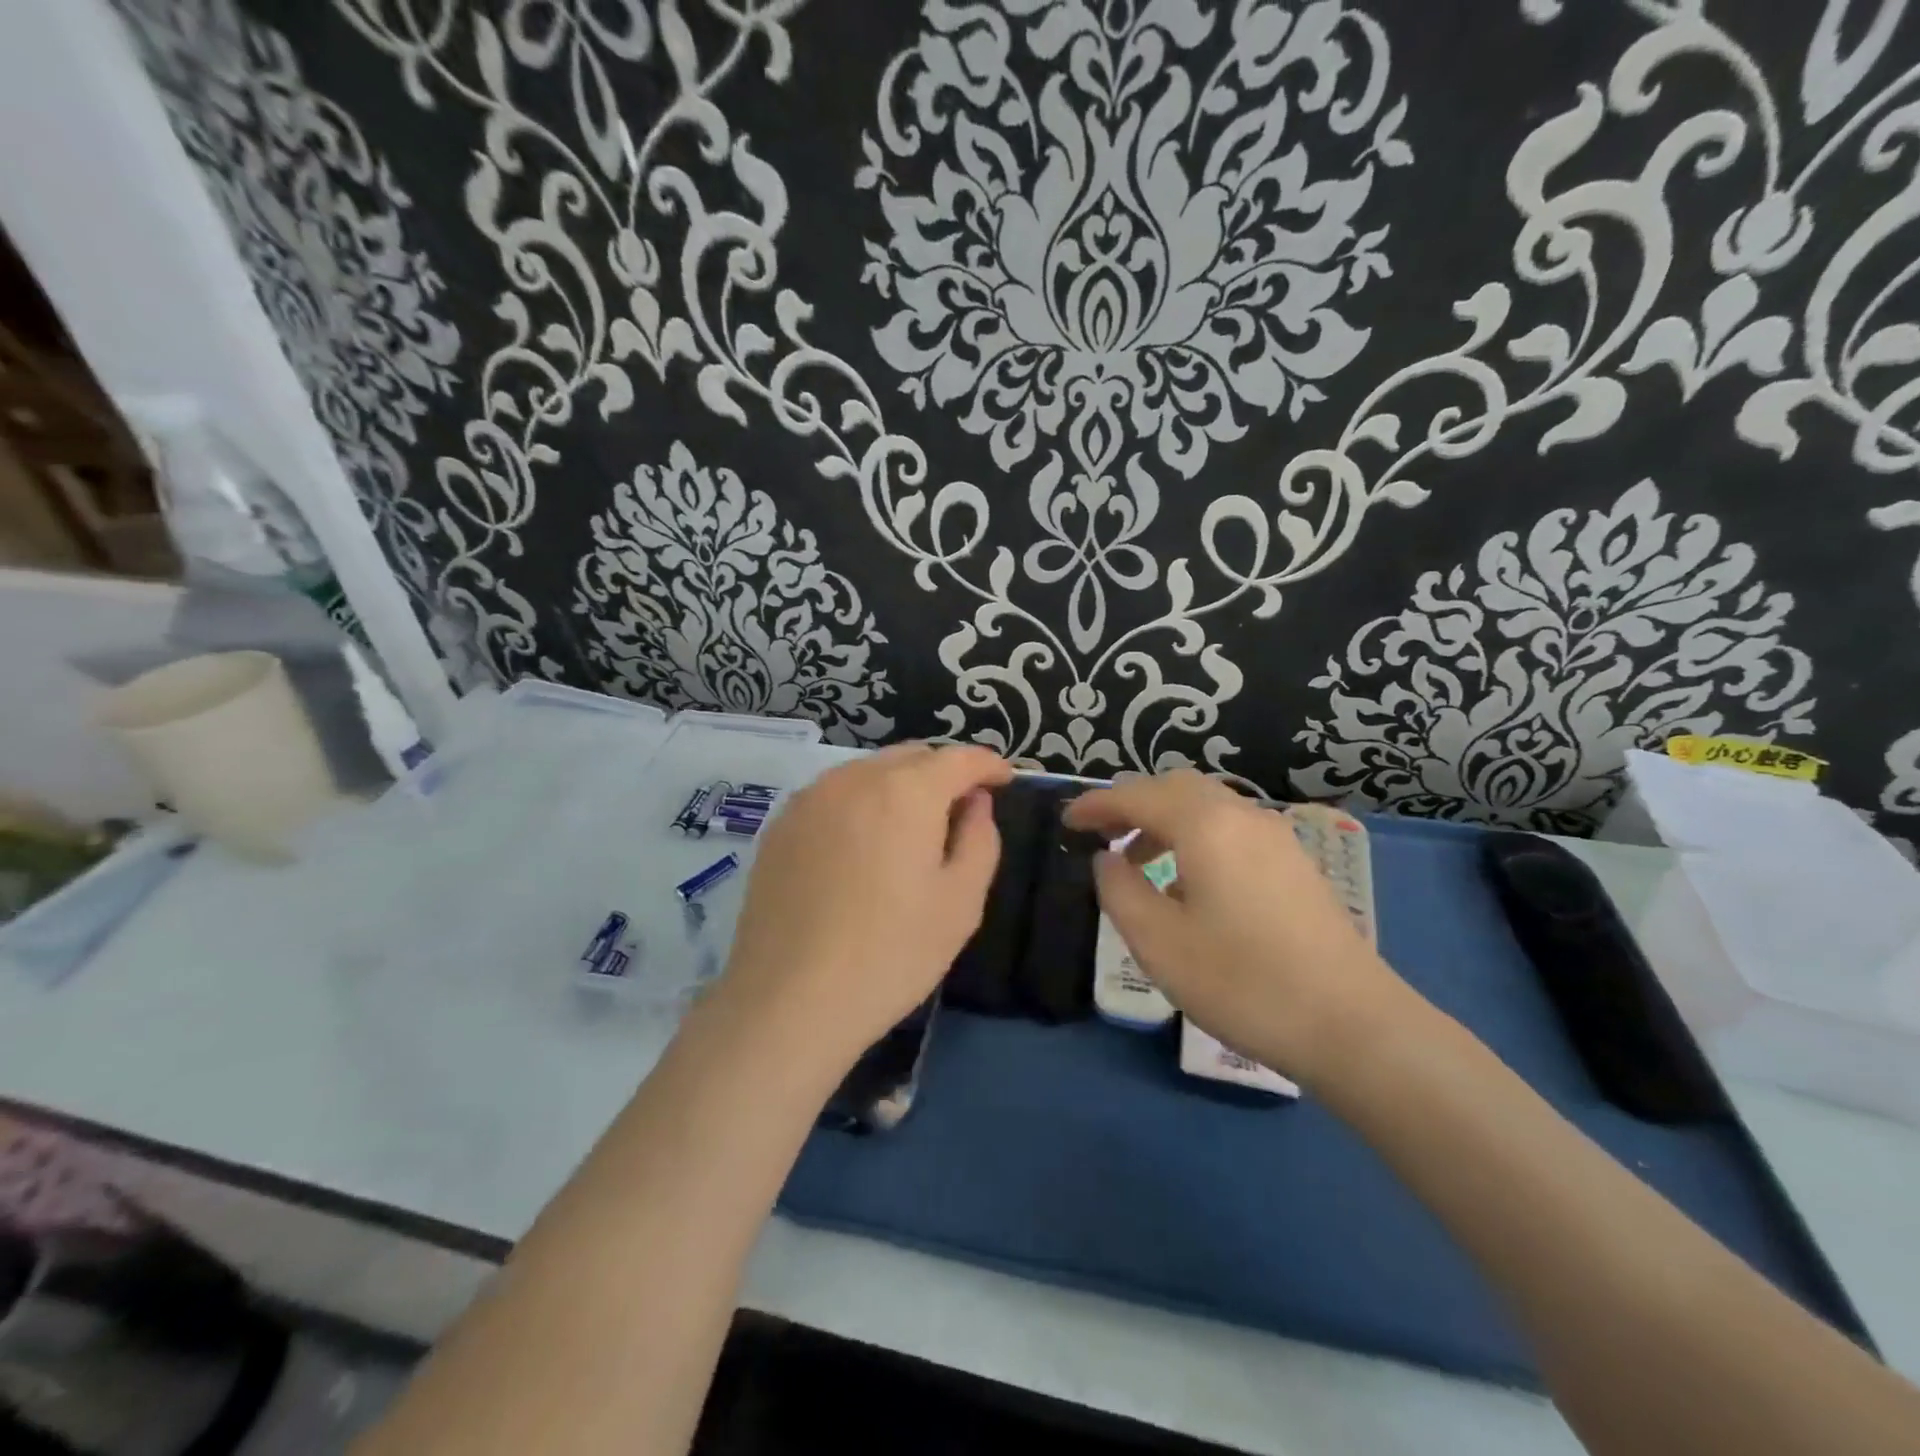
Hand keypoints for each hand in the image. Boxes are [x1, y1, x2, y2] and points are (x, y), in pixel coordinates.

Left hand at [711, 743, 1011, 1081]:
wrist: (789, 1000)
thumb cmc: (891, 954)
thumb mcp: (961, 903)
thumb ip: (980, 839)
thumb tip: (975, 803)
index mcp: (906, 791)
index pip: (959, 757)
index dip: (988, 764)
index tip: (1005, 780)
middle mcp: (855, 778)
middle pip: (912, 756)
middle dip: (943, 773)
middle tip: (960, 811)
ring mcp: (811, 798)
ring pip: (869, 771)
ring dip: (900, 786)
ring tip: (910, 830)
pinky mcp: (780, 825)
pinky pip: (834, 795)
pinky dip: (861, 803)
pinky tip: (861, 846)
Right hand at [1065, 771, 1418, 1086]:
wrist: (1354, 1026)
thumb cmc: (1243, 982)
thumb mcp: (1158, 942)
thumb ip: (1119, 890)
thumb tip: (1106, 860)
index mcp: (1205, 825)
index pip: (1136, 795)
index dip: (1095, 805)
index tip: (1065, 822)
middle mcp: (1242, 816)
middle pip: (1175, 787)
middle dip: (1131, 804)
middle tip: (1100, 835)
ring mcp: (1276, 838)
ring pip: (1206, 807)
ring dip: (1164, 821)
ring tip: (1136, 862)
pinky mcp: (1294, 864)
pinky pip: (1231, 829)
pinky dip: (1195, 837)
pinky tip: (1188, 884)